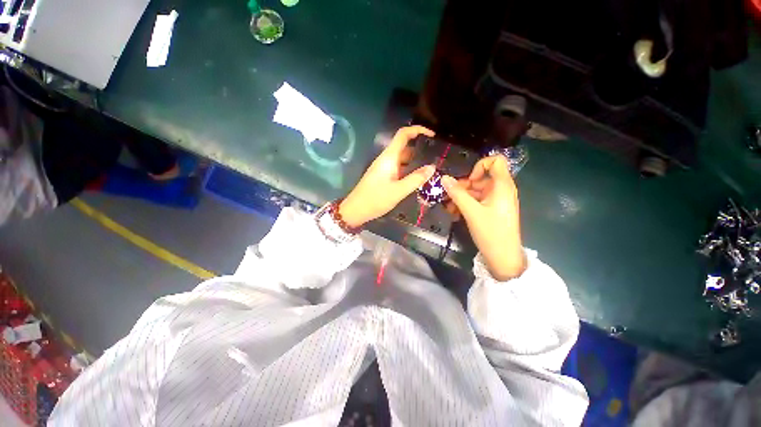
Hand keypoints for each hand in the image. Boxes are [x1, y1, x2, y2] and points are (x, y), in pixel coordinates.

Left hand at [339, 126, 435, 227]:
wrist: (356, 209)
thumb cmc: (376, 199)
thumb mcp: (399, 191)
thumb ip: (416, 179)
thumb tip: (432, 167)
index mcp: (389, 157)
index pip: (403, 134)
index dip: (418, 130)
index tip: (432, 135)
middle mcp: (386, 158)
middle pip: (404, 146)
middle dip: (420, 148)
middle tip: (436, 156)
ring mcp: (383, 167)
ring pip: (401, 158)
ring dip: (415, 160)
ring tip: (430, 167)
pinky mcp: (383, 175)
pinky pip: (398, 167)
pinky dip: (408, 169)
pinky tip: (416, 177)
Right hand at [442, 155, 526, 279]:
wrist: (503, 257)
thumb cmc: (491, 232)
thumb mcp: (471, 211)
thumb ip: (457, 193)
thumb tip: (443, 178)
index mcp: (502, 186)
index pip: (496, 161)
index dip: (480, 166)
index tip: (468, 180)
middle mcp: (501, 189)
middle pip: (481, 177)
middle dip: (463, 186)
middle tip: (449, 197)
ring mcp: (497, 200)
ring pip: (477, 190)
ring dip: (461, 197)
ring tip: (449, 208)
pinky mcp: (492, 209)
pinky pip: (478, 200)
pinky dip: (466, 204)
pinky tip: (455, 213)